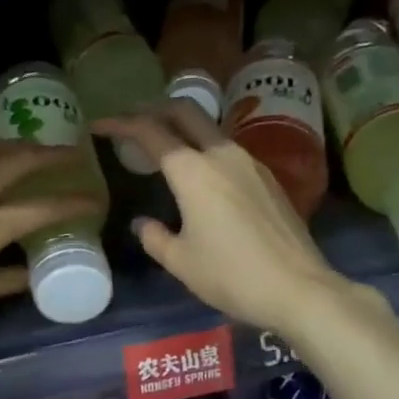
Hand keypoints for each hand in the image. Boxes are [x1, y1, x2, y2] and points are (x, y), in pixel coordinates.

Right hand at [94, 103, 372, 338]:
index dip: (121, 124)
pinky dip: (203, 149)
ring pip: (209, 129)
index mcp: (193, 172)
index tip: (100, 125)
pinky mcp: (267, 178)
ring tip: (162, 146)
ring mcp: (250, 163)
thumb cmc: (231, 275)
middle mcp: (222, 155)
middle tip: (131, 121)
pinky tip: (198, 174)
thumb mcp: (180, 262)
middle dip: (153, 110)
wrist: (298, 288)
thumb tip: (143, 223)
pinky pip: (227, 150)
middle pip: (185, 112)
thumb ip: (154, 237)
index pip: (150, 132)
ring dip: (182, 128)